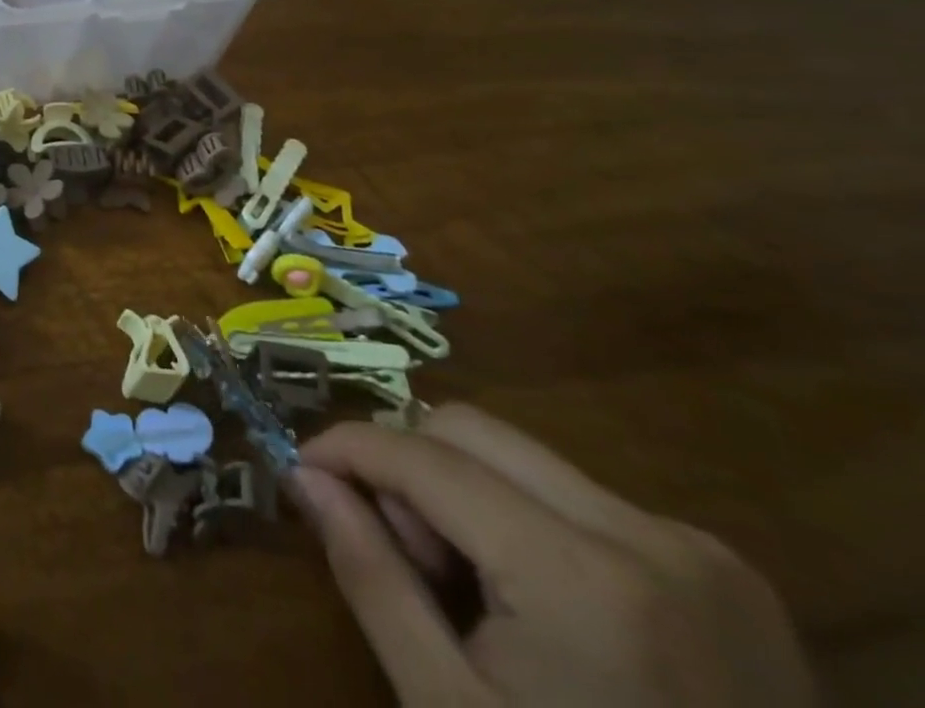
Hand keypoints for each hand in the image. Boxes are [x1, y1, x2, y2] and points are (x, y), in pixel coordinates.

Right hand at [295, 405, 814, 707]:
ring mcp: (699, 550)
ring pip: (520, 453)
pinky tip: (533, 597)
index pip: (425, 457)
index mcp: (584, 580)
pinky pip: (576, 492)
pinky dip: (521, 513)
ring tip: (466, 582)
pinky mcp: (724, 570)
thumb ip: (369, 575)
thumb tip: (305, 476)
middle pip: (471, 429)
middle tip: (399, 548)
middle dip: (407, 464)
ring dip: (462, 487)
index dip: (347, 447)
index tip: (301, 467)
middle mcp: (648, 535)